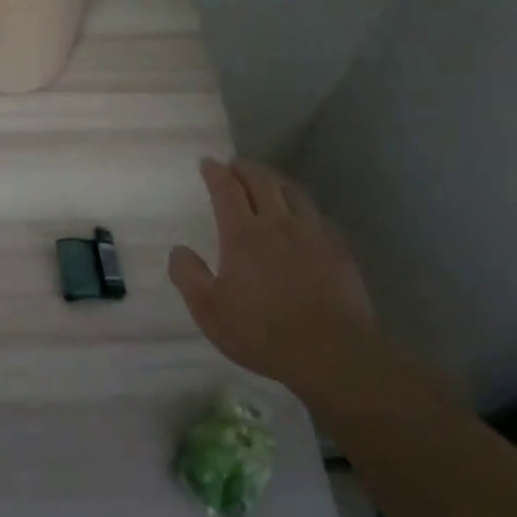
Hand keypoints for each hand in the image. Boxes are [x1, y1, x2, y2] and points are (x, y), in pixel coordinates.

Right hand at [168, 158, 378, 394]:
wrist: (333, 353)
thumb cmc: (263, 332)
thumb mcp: (209, 311)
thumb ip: (189, 276)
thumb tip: (178, 250)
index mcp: (243, 234)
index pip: (227, 190)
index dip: (216, 173)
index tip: (208, 162)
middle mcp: (278, 224)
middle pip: (262, 182)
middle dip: (245, 168)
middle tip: (235, 164)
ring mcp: (313, 234)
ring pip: (293, 193)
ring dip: (275, 180)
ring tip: (267, 180)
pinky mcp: (338, 250)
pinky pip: (317, 215)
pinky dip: (303, 206)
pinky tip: (304, 216)